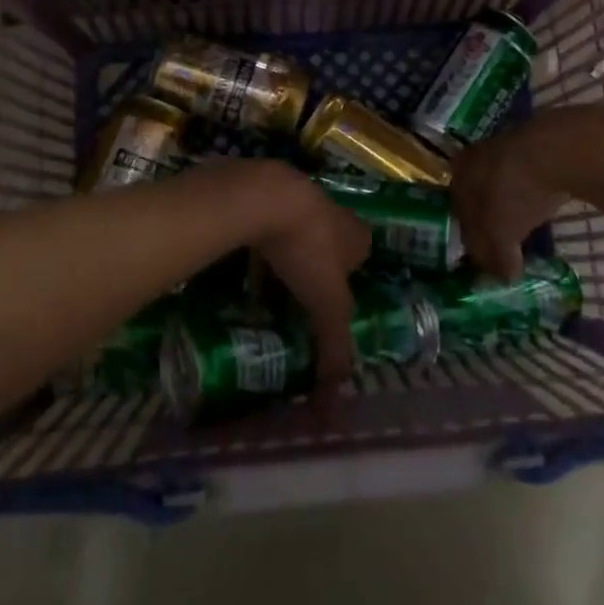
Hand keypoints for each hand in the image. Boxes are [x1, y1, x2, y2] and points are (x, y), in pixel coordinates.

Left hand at [246, 164, 371, 385]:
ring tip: (269, 288)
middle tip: (298, 299)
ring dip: (288, 256)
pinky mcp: (266, 194)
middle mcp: (334, 212)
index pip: (361, 256)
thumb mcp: (327, 306)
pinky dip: (260, 246)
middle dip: (316, 269)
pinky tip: (243, 266)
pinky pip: (267, 226)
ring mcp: (299, 199)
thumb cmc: (307, 249)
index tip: (329, 305)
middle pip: (330, 244)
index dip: (348, 280)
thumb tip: (332, 410)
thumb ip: (334, 351)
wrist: (265, 196)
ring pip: (297, 233)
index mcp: (356, 235)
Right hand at [451, 107, 603, 279]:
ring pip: (503, 183)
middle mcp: (475, 156)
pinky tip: (543, 205)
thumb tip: (505, 277)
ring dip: (513, 205)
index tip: (487, 258)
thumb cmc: (514, 194)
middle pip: (480, 196)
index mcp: (459, 175)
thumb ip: (497, 257)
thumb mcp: (501, 234)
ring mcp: (506, 146)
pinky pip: (528, 176)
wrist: (556, 150)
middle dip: (491, 220)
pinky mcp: (536, 144)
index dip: (473, 240)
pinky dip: (532, 193)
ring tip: (526, 226)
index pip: (460, 214)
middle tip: (505, 243)